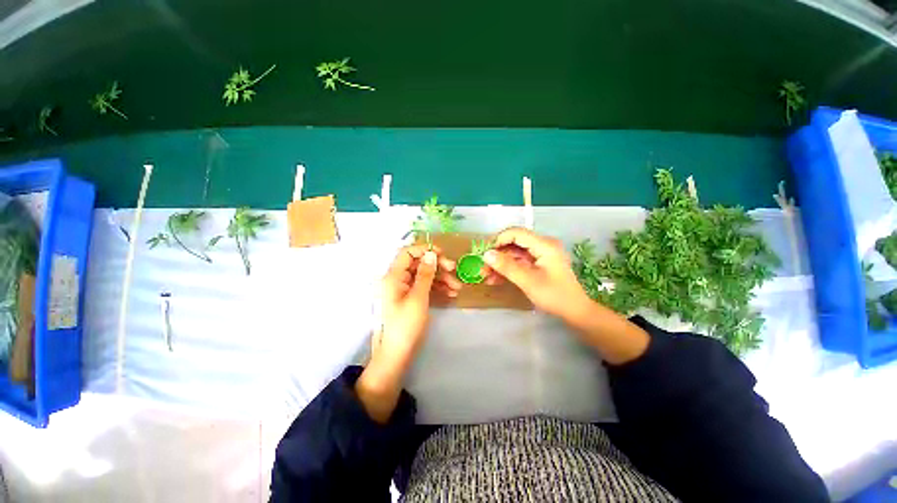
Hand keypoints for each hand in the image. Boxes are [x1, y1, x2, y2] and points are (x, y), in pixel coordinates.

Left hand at [358, 244, 458, 423]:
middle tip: (454, 270)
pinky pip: (422, 288)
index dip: (424, 250)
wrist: (395, 356)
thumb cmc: (405, 326)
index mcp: (392, 276)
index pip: (407, 253)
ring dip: (439, 278)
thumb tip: (431, 254)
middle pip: (417, 264)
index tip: (442, 255)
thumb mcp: (418, 298)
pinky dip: (435, 288)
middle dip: (436, 266)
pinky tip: (449, 294)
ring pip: (422, 276)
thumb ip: (425, 274)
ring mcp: (402, 290)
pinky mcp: (408, 299)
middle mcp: (395, 280)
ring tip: (456, 287)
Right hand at [483, 227, 648, 363]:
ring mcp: (541, 254)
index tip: (485, 253)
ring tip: (486, 276)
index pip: (516, 233)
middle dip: (497, 255)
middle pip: (514, 243)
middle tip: (483, 268)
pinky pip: (519, 262)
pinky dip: (508, 269)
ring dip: (500, 264)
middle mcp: (542, 245)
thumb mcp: (528, 281)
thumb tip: (486, 254)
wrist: (575, 311)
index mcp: (544, 245)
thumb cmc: (554, 295)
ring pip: (514, 253)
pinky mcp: (538, 263)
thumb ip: (507, 266)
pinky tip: (496, 279)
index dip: (498, 240)